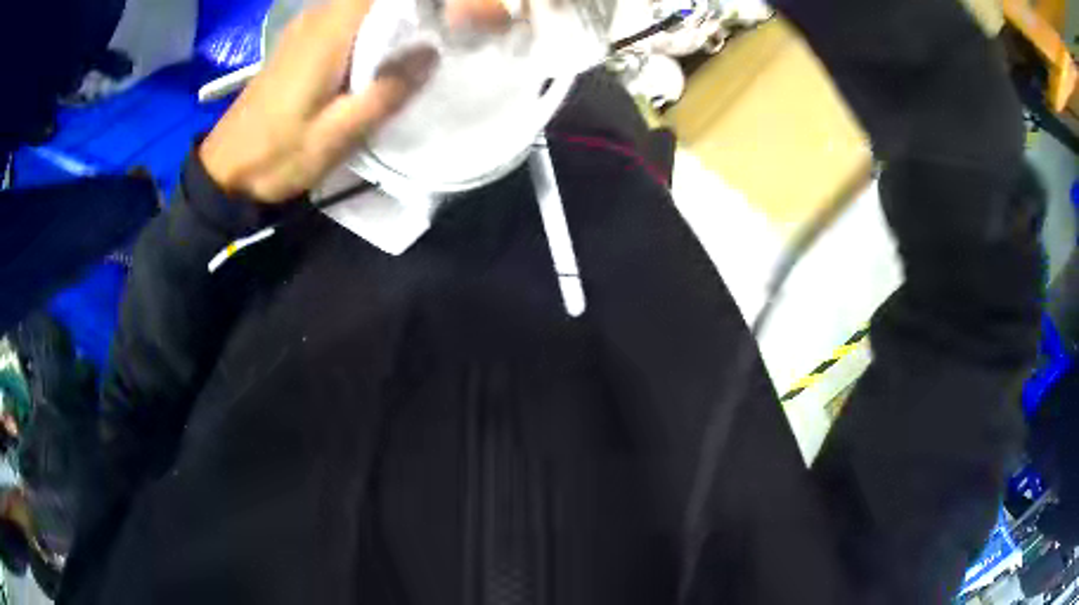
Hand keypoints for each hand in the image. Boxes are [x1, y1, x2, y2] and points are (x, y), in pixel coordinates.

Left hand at [199, 0, 437, 202]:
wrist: (225, 171)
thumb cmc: (277, 155)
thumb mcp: (336, 136)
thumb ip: (384, 93)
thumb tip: (432, 53)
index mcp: (328, 33)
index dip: (413, 2)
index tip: (442, 17)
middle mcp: (316, 19)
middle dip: (406, 10)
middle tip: (436, 35)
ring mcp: (304, 29)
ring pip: (359, 5)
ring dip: (389, 19)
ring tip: (414, 46)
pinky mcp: (297, 43)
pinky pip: (343, 19)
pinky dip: (367, 28)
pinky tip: (378, 54)